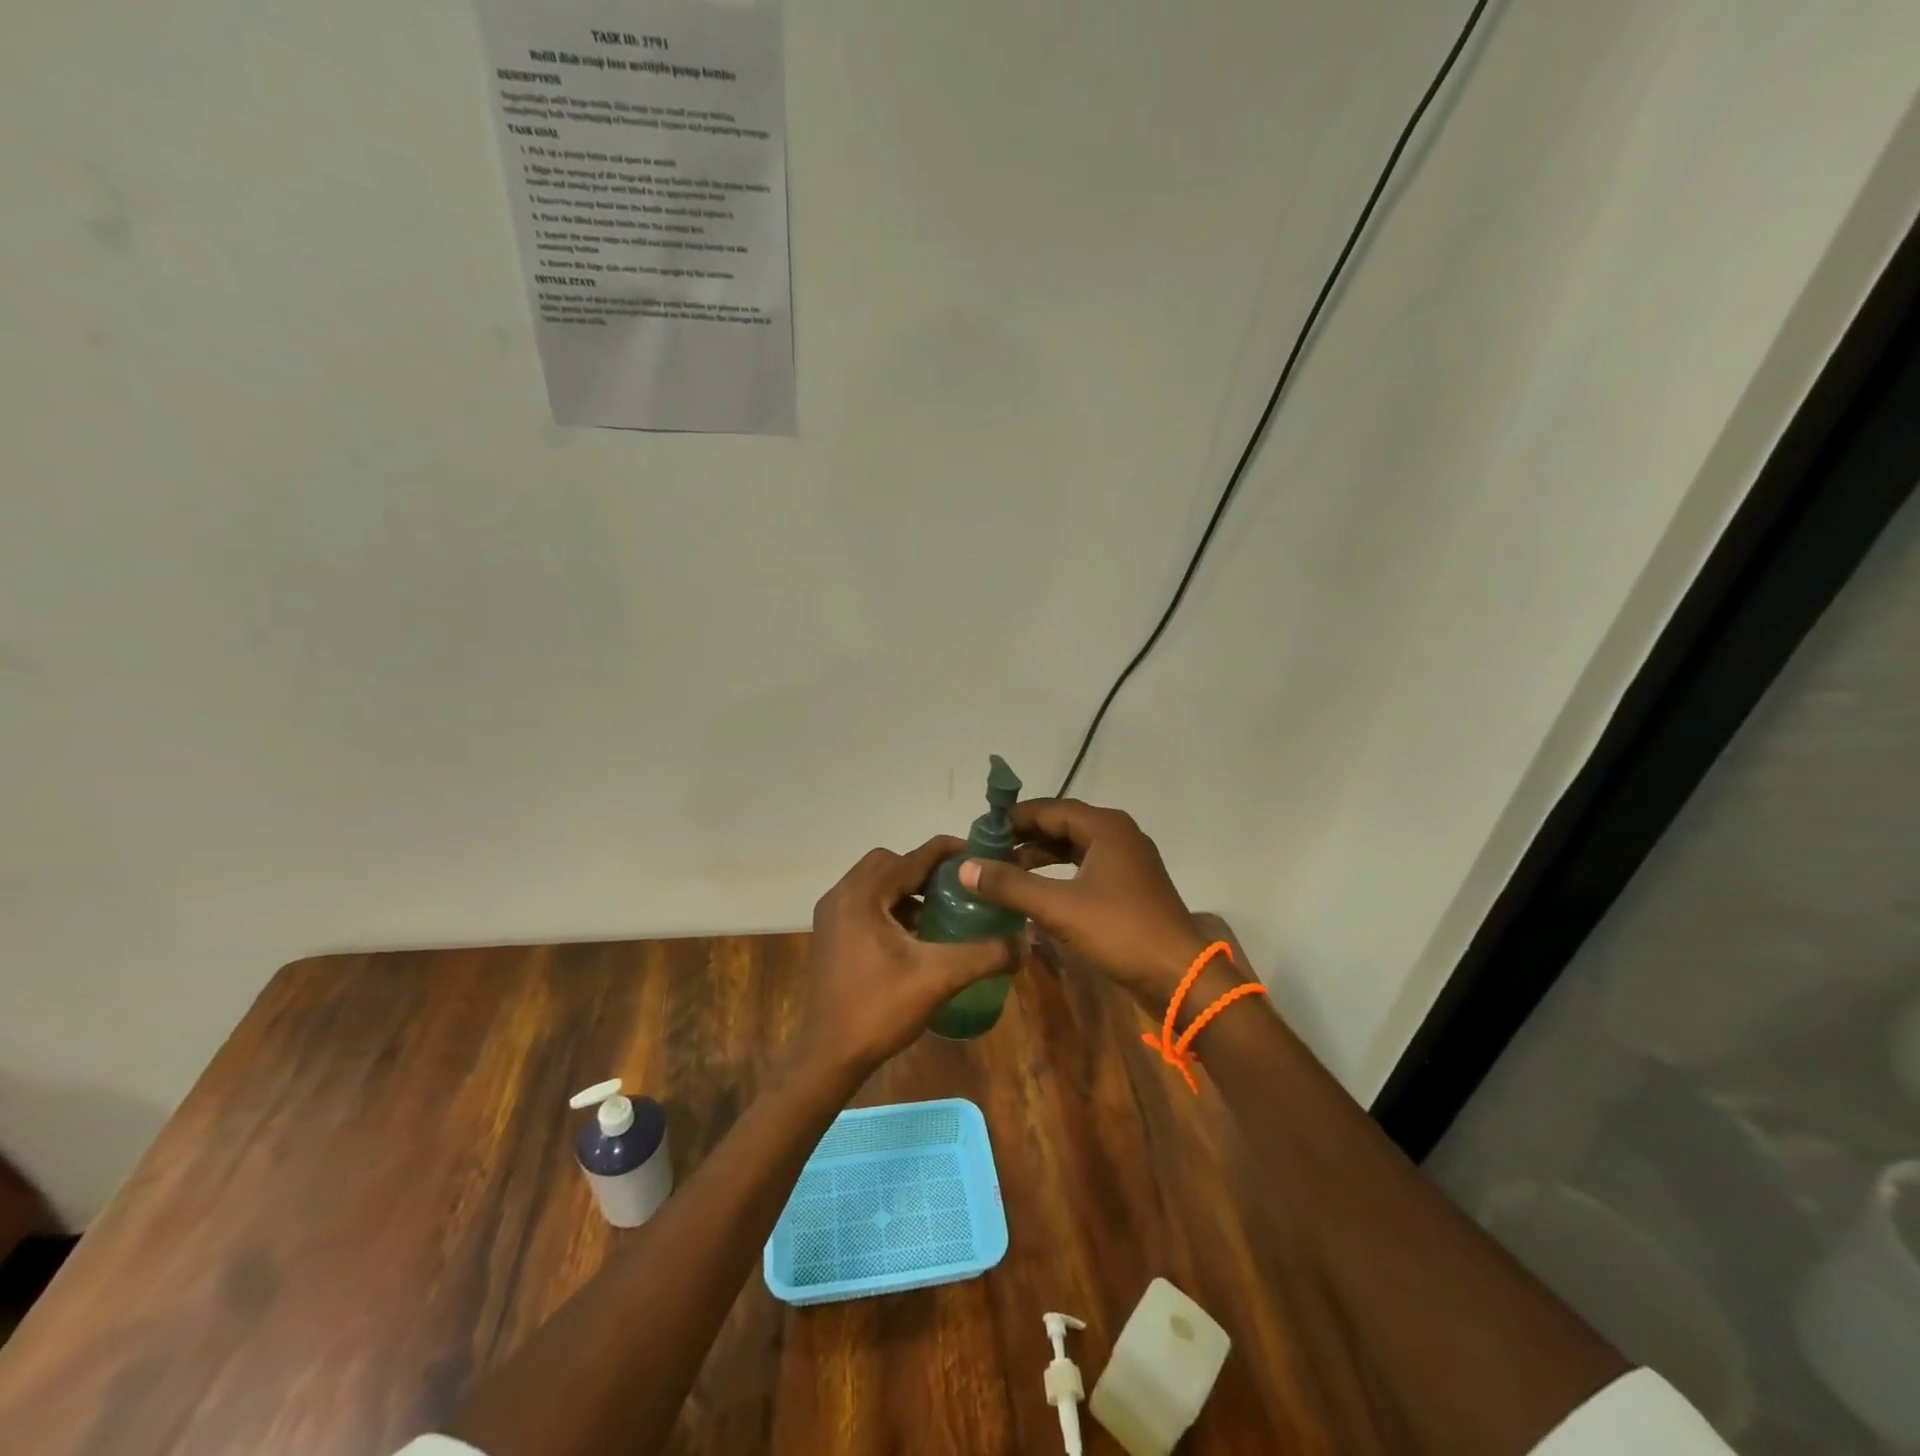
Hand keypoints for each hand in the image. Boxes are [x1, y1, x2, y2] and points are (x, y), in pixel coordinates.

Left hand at [794, 836, 1018, 1077]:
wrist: (826, 1057)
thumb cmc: (878, 1010)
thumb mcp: (939, 978)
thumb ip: (984, 955)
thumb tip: (1025, 942)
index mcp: (863, 895)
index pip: (913, 857)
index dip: (949, 852)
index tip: (981, 854)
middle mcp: (842, 895)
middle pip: (890, 862)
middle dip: (925, 869)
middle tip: (958, 886)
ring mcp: (831, 915)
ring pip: (875, 882)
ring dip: (907, 888)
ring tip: (941, 909)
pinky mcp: (830, 934)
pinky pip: (865, 903)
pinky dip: (891, 906)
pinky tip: (914, 934)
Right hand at [958, 799, 1215, 1007]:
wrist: (1180, 976)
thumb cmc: (1120, 931)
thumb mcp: (1058, 907)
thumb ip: (1010, 885)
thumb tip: (964, 867)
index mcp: (1105, 827)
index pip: (1049, 809)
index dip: (1013, 818)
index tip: (980, 831)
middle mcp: (1118, 835)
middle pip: (1062, 825)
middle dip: (1024, 837)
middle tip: (988, 851)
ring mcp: (1128, 862)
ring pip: (1074, 848)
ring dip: (1041, 856)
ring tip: (1005, 871)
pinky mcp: (1130, 887)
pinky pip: (1086, 868)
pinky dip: (1059, 874)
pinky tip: (1037, 892)